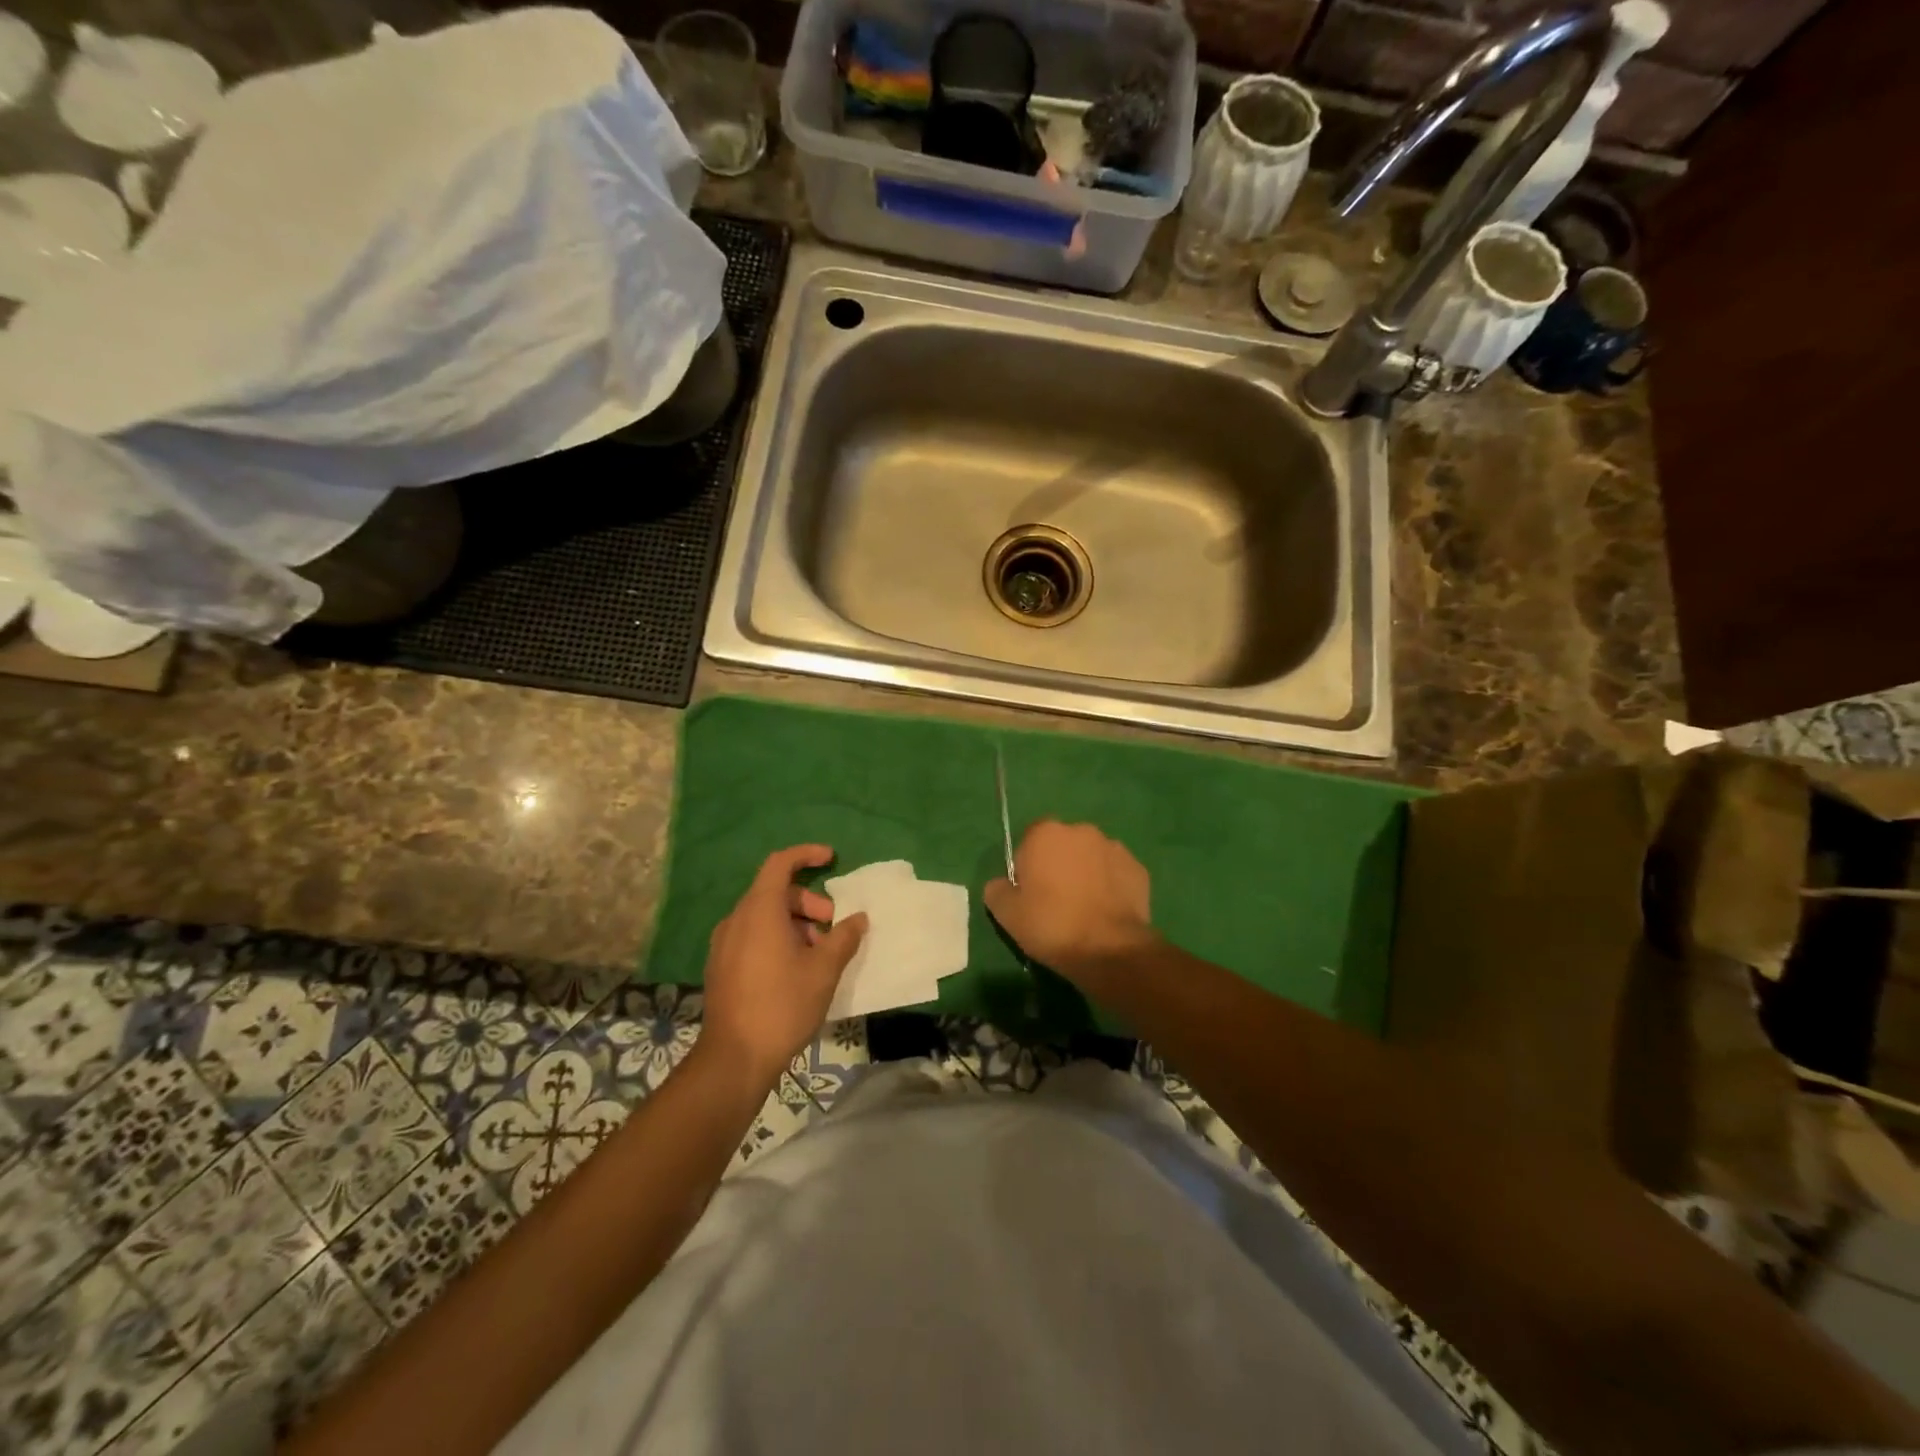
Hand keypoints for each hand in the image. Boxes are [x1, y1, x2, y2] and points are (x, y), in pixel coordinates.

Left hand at [699, 845, 866, 1085]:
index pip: (780, 863)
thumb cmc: (783, 1004)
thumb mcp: (824, 969)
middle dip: (809, 902)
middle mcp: (737, 920)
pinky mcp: (721, 967)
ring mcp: (724, 944)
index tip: (832, 859)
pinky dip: (777, 939)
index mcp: (759, 911)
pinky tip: (796, 970)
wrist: (734, 1058)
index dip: (806, 855)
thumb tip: (858, 918)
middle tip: (834, 927)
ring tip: (820, 954)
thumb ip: (844, 937)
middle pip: (775, 892)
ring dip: (796, 924)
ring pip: (764, 917)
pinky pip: (752, 936)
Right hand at [983, 820, 1155, 983]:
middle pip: (1063, 845)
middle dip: (1058, 865)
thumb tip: (1001, 884)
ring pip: (1091, 858)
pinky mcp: (1138, 869)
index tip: (1029, 893)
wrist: (1108, 949)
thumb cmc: (1051, 925)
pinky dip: (1110, 887)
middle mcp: (1082, 831)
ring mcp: (1114, 848)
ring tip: (1084, 910)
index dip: (1027, 866)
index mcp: (1046, 833)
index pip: (1029, 840)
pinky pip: (1115, 874)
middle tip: (1055, 902)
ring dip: (1086, 874)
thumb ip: (997, 890)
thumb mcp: (1006, 913)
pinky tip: (1106, 913)